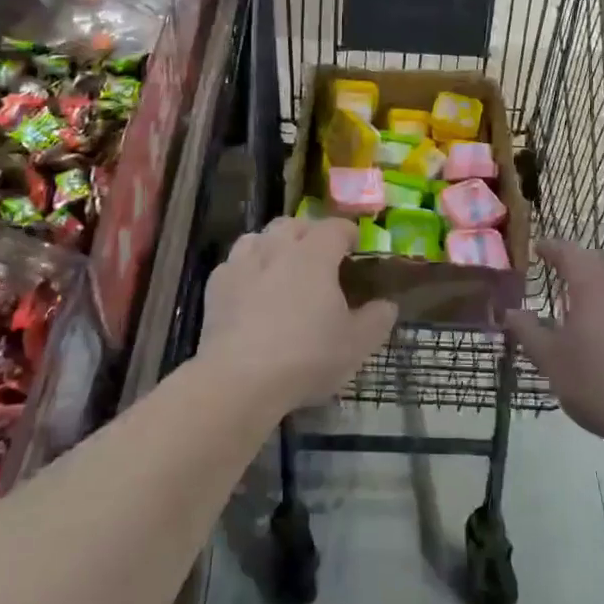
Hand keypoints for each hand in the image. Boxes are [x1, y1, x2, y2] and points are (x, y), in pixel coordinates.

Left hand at [199, 216, 397, 414]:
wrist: (239, 379)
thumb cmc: (306, 357)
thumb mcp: (356, 345)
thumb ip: (377, 320)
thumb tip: (388, 304)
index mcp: (315, 255)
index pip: (335, 227)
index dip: (348, 233)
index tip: (355, 247)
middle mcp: (277, 248)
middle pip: (294, 224)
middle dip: (309, 233)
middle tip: (319, 257)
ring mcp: (242, 263)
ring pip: (259, 237)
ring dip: (273, 245)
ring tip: (282, 267)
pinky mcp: (216, 285)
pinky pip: (234, 263)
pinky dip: (246, 269)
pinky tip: (250, 290)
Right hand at [502, 241, 603, 460]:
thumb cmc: (601, 384)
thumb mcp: (552, 362)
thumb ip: (528, 332)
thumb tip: (510, 312)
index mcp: (592, 282)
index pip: (567, 250)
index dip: (550, 248)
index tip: (538, 250)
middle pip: (600, 259)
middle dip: (581, 264)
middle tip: (565, 282)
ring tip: (597, 305)